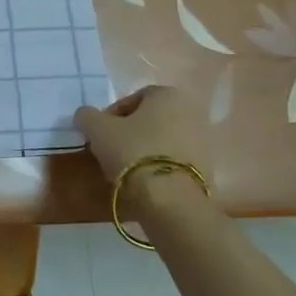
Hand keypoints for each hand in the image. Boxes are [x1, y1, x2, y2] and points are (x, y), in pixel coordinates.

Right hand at [75, 86, 207, 188]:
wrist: (170, 200)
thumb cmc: (133, 152)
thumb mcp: (97, 129)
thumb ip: (87, 116)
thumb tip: (86, 116)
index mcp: (168, 95)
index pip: (134, 98)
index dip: (112, 115)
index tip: (100, 134)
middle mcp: (192, 112)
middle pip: (151, 120)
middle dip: (131, 133)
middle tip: (111, 150)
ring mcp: (204, 142)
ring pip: (164, 142)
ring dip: (146, 151)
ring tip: (126, 170)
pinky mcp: (209, 171)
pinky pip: (176, 163)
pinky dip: (161, 169)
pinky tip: (145, 184)